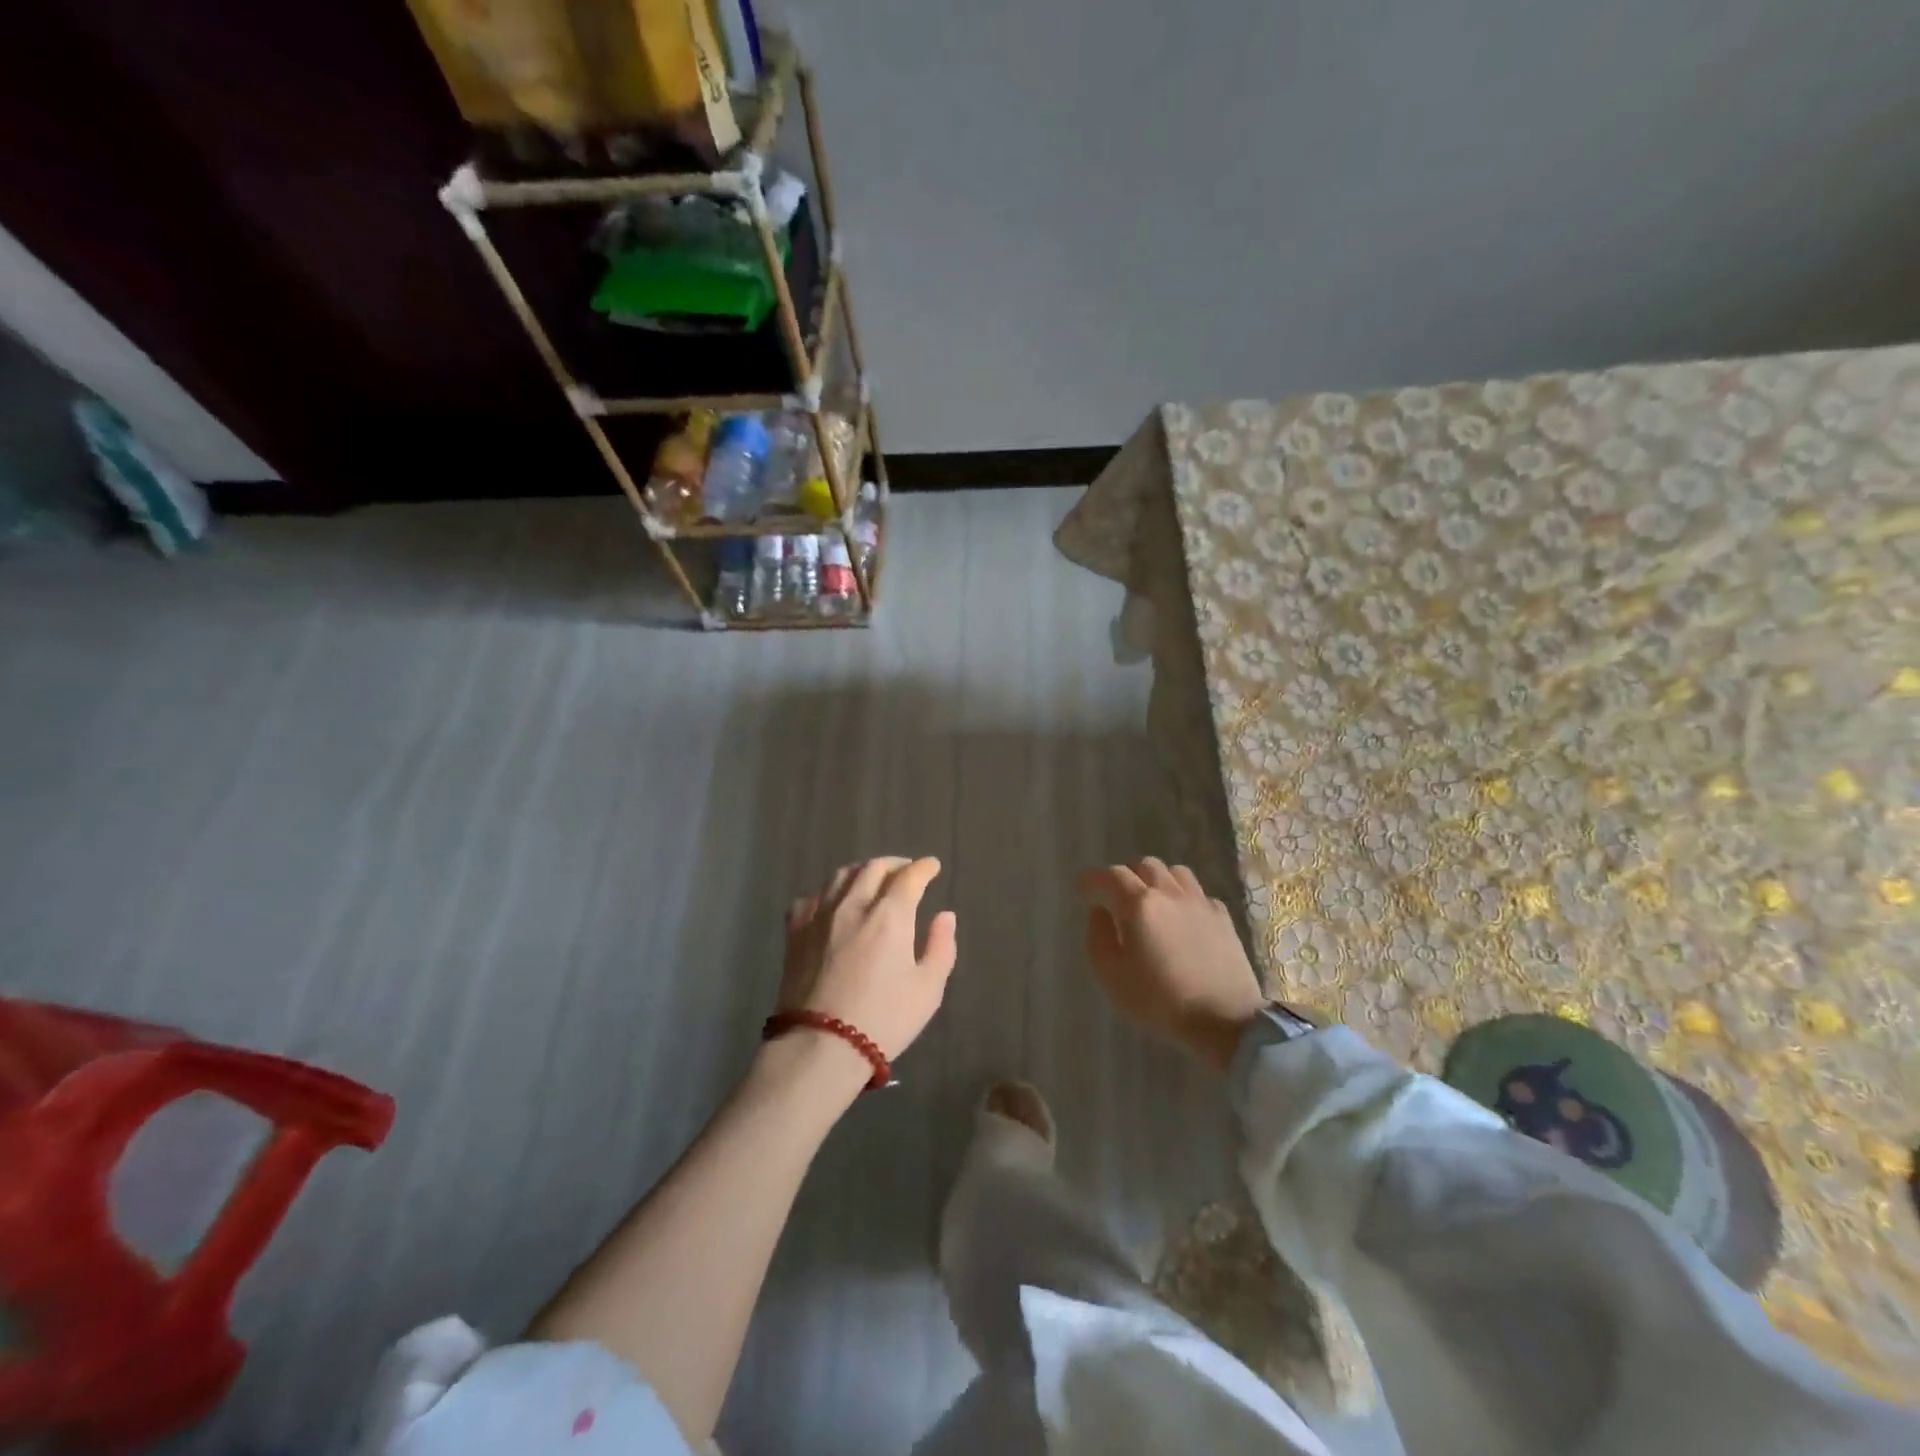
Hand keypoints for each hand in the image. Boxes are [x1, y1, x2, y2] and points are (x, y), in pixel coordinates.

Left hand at [777, 857, 958, 1063]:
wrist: (820, 1046)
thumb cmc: (883, 1020)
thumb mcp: (928, 989)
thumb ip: (940, 947)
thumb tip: (945, 915)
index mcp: (890, 916)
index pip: (909, 877)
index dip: (924, 868)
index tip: (932, 866)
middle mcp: (853, 905)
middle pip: (874, 868)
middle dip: (895, 865)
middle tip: (906, 872)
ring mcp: (820, 916)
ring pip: (840, 876)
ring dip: (862, 872)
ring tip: (871, 880)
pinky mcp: (795, 933)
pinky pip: (810, 898)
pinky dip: (827, 893)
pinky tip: (831, 903)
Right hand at [1077, 858, 1264, 1071]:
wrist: (1224, 1021)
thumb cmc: (1160, 1002)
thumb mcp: (1111, 975)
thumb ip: (1098, 936)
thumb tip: (1100, 912)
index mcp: (1139, 905)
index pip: (1110, 876)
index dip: (1091, 880)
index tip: (1081, 890)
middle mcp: (1169, 893)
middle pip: (1144, 865)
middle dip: (1125, 876)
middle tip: (1116, 898)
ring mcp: (1200, 903)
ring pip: (1175, 872)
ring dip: (1157, 880)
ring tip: (1151, 902)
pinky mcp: (1222, 918)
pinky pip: (1198, 893)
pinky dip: (1183, 898)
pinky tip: (1181, 918)